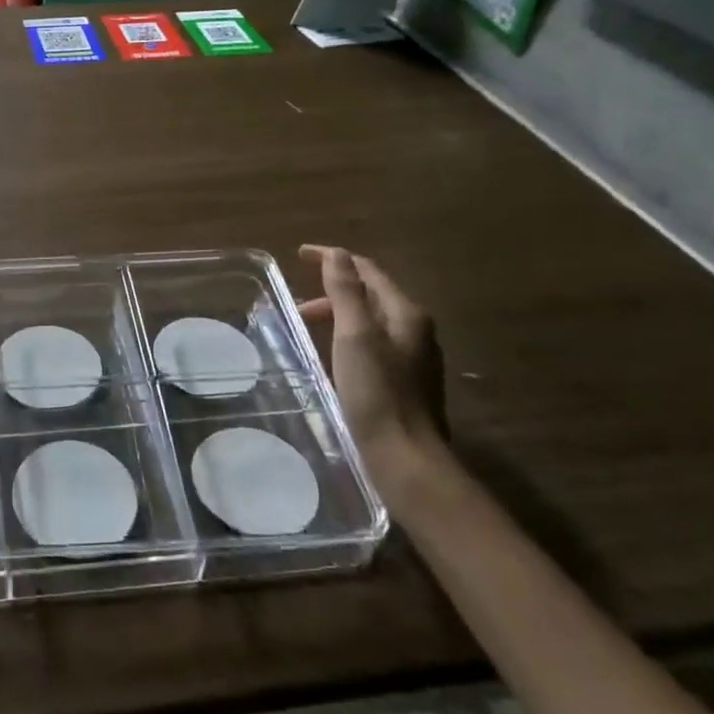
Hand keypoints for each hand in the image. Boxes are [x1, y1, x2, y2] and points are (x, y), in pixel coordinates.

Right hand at [296, 245, 445, 496]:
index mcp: (406, 314)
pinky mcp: (405, 384)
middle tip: (297, 306)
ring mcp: (413, 359)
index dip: (334, 258)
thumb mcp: (355, 335)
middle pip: (370, 296)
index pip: (368, 271)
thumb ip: (345, 292)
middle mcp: (416, 331)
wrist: (406, 459)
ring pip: (370, 322)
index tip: (299, 255)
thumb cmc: (377, 392)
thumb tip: (336, 254)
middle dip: (333, 292)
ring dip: (338, 316)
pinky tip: (331, 358)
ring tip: (308, 330)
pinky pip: (372, 345)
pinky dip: (346, 339)